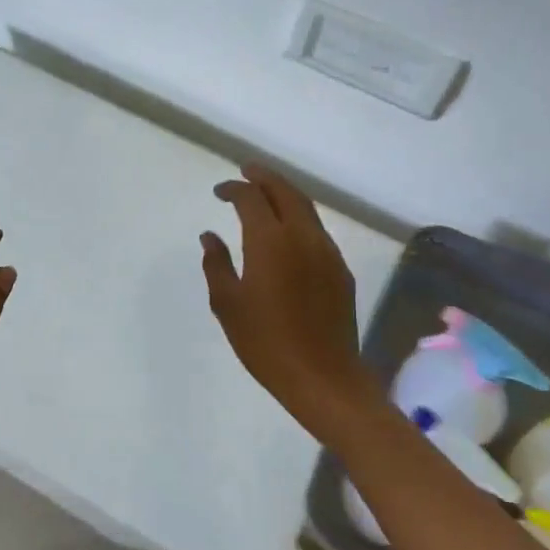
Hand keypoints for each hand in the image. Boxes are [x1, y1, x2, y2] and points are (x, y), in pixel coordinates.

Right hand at [200, 166, 382, 446]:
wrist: (323, 377)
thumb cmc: (266, 343)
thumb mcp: (228, 304)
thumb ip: (216, 264)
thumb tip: (210, 236)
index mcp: (270, 241)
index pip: (251, 198)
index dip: (233, 188)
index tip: (219, 191)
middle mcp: (302, 237)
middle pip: (285, 191)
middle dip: (264, 177)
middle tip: (246, 171)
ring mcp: (326, 252)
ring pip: (306, 208)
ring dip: (284, 193)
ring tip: (266, 193)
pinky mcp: (340, 270)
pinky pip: (317, 230)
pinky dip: (299, 217)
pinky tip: (287, 231)